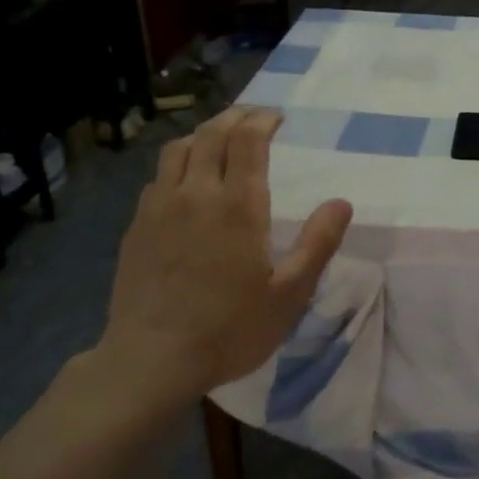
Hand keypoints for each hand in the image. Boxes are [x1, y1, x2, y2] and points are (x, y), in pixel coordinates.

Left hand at [93, 107, 352, 406]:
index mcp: (238, 205)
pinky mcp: (136, 227)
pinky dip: (178, 164)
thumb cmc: (229, 329)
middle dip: (235, 117)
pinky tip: (184, 182)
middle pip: (211, 134)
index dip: (262, 120)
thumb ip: (318, 244)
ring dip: (203, 135)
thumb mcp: (289, 294)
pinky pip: (158, 177)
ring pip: (178, 149)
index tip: (276, 118)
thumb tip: (342, 203)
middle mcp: (196, 193)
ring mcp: (159, 208)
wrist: (151, 360)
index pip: (248, 140)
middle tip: (252, 117)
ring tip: (218, 139)